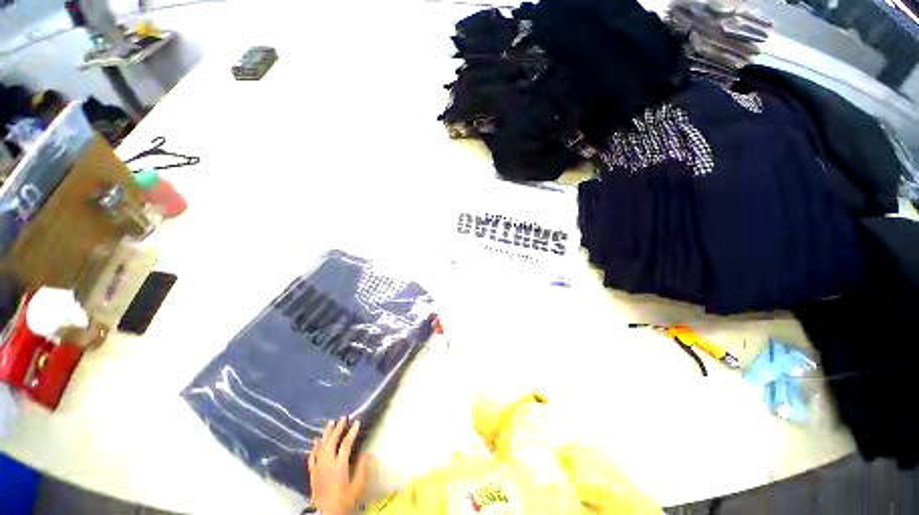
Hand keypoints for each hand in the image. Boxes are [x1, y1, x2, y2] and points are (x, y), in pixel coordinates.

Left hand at [308, 417, 370, 514]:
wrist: (324, 514)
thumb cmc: (343, 500)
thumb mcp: (357, 487)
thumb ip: (362, 469)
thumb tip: (367, 453)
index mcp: (339, 466)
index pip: (346, 444)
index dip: (352, 432)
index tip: (357, 422)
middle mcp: (327, 463)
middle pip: (332, 442)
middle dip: (338, 429)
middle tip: (343, 418)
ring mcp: (318, 468)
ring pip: (321, 447)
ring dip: (326, 434)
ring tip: (330, 423)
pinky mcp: (313, 473)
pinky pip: (312, 457)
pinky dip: (314, 448)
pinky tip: (316, 441)